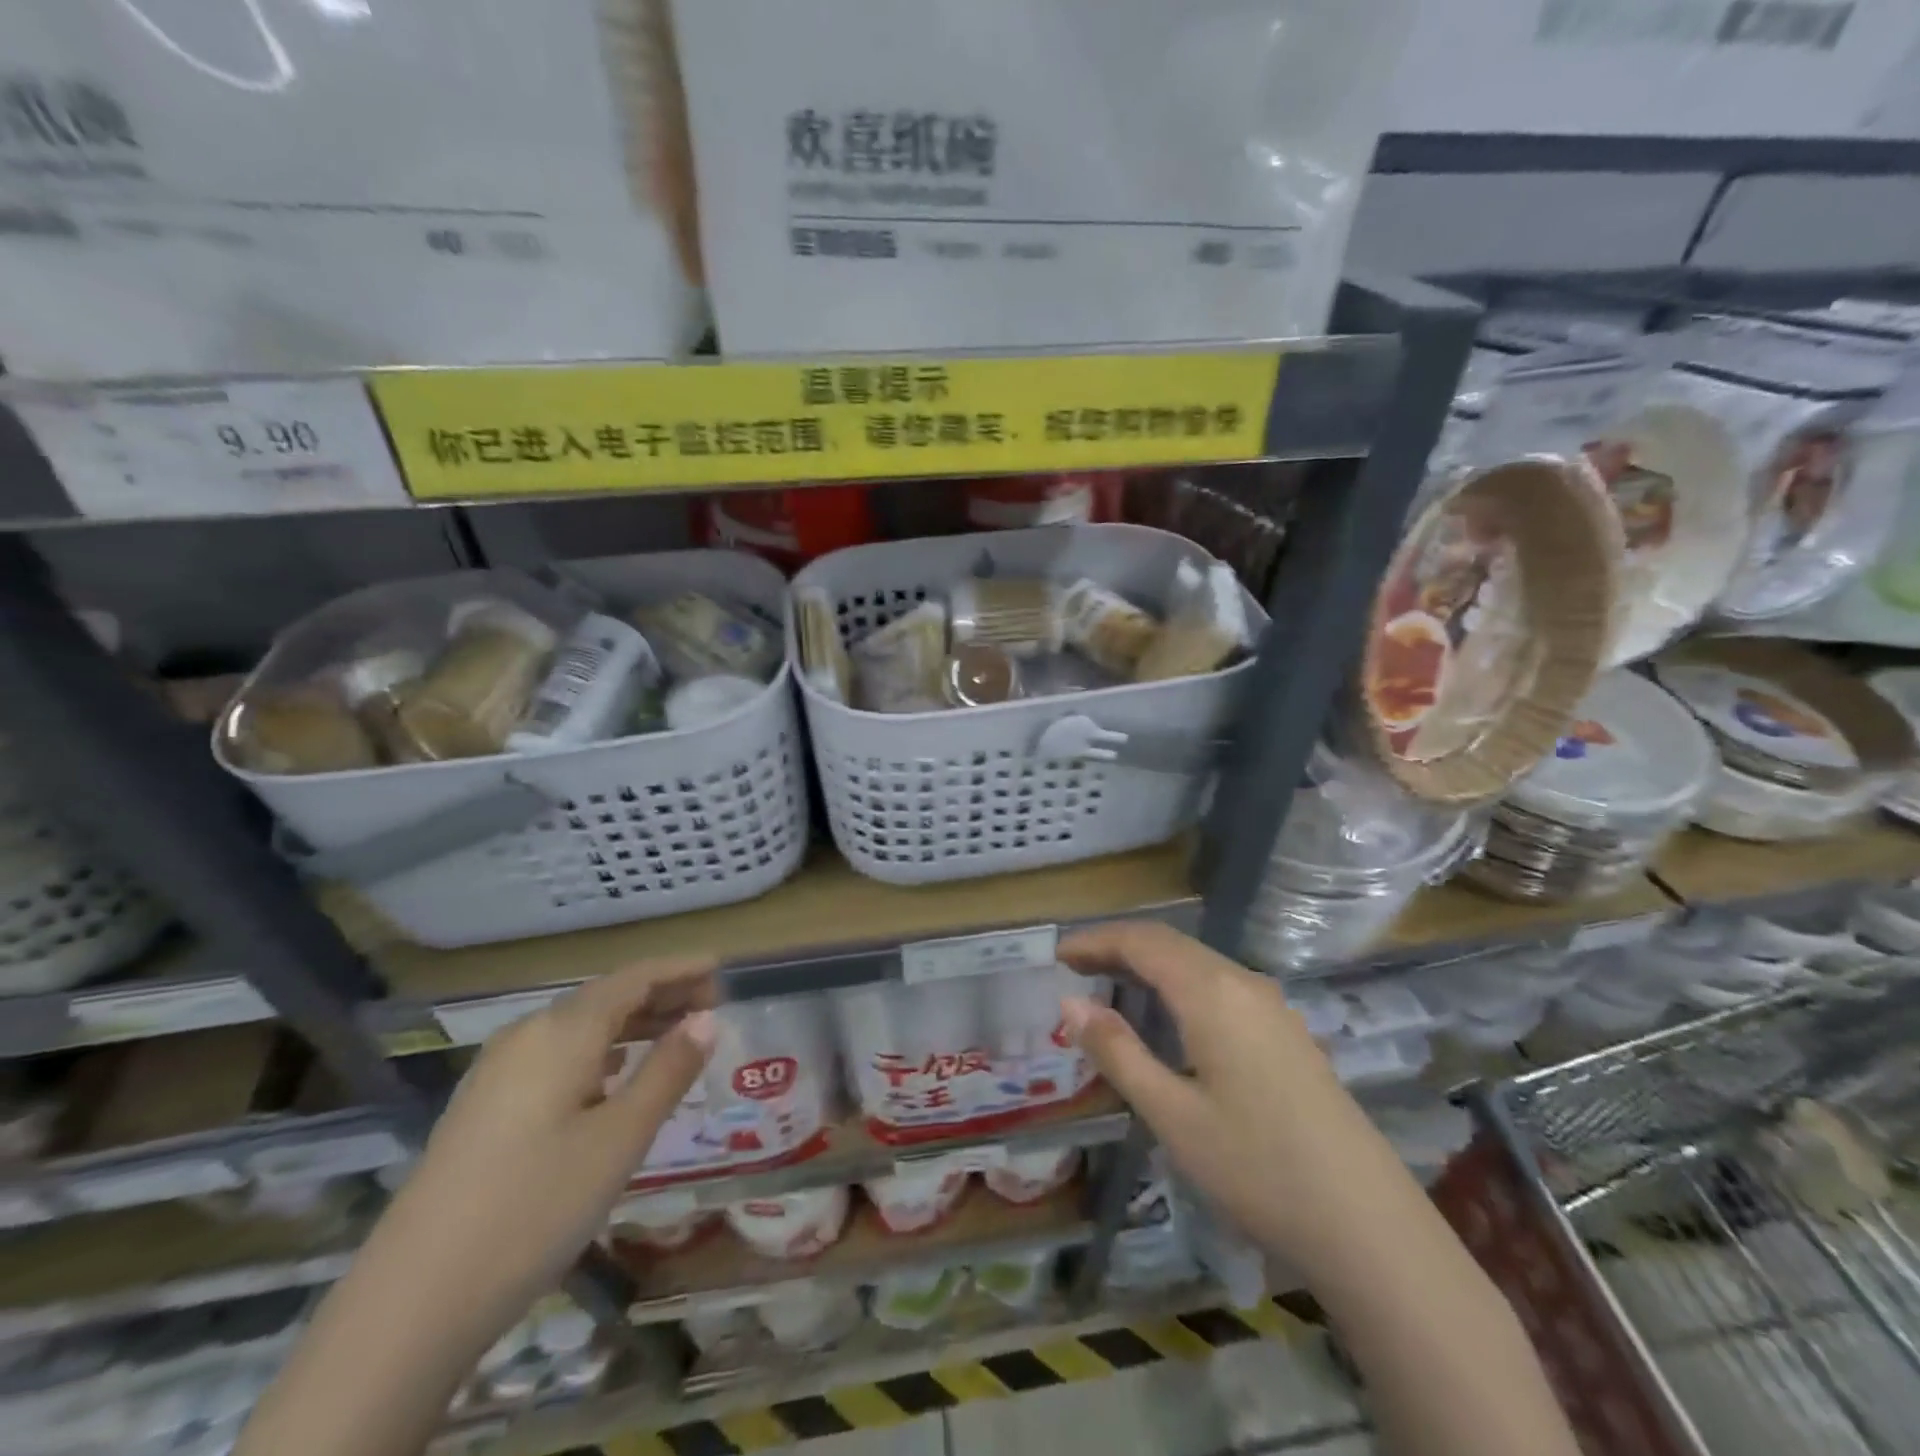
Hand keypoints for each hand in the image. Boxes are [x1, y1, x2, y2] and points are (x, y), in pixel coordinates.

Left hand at [380, 957, 717, 1321]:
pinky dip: (601, 1050)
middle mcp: (528, 1035)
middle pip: (606, 997)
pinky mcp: (485, 1106)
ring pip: (580, 1027)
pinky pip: (558, 1054)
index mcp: (562, 1031)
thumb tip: (707, 1018)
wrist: (411, 1303)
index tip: (721, 968)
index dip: (680, 969)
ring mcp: (499, 1071)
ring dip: (633, 1023)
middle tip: (713, 1006)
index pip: (634, 978)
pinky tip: (615, 1074)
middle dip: (662, 995)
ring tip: (676, 1034)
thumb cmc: (535, 1206)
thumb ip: (668, 1071)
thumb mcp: (620, 1138)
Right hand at [1058, 922, 1394, 1271]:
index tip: (1058, 956)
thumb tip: (1070, 1005)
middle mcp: (1243, 983)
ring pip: (1198, 962)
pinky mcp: (1287, 1032)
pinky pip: (1221, 985)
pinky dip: (1180, 984)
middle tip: (1075, 967)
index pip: (1142, 941)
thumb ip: (1117, 1052)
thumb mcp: (1171, 1114)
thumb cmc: (1256, 1168)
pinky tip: (1170, 1017)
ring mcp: (1272, 1006)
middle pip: (1171, 943)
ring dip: (1151, 964)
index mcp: (1211, 992)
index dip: (1096, 941)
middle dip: (1119, 947)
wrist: (1368, 1226)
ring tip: (1110, 986)